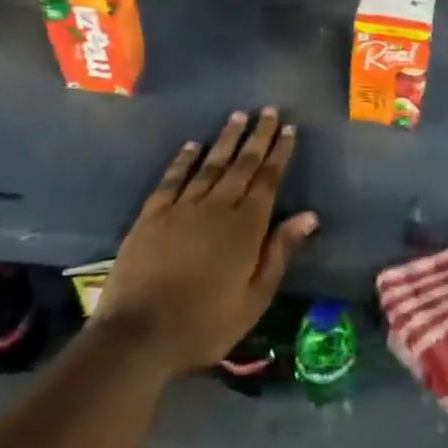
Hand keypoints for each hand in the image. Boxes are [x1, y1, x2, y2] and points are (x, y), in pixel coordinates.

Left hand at [93, 108, 317, 378]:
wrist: (137, 337)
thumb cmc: (204, 323)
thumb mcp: (254, 298)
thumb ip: (280, 252)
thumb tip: (309, 216)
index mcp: (246, 227)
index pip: (267, 180)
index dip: (279, 153)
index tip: (288, 128)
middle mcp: (216, 207)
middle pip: (242, 164)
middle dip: (257, 136)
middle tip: (268, 110)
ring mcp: (181, 208)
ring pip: (209, 164)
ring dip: (225, 139)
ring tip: (238, 116)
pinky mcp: (151, 216)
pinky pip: (172, 179)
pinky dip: (184, 160)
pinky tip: (192, 145)